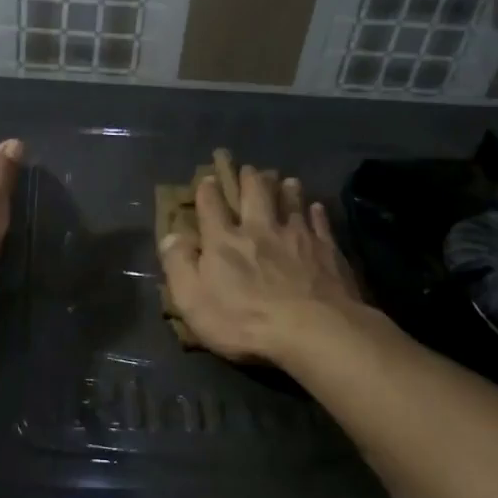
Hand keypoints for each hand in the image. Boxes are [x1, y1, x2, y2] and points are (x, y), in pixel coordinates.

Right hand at [158, 166, 364, 363]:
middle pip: (255, 195)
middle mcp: (260, 229)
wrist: (312, 330)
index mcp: (224, 241)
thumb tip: (170, 236)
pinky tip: (316, 208)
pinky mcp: (326, 249)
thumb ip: (179, 265)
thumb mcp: (193, 300)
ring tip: (286, 179)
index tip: (208, 179)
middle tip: (249, 168)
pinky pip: (320, 223)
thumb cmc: (244, 321)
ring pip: (291, 202)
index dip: (207, 191)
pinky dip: (316, 212)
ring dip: (286, 189)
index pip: (211, 207)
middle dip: (249, 178)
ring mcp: (297, 236)